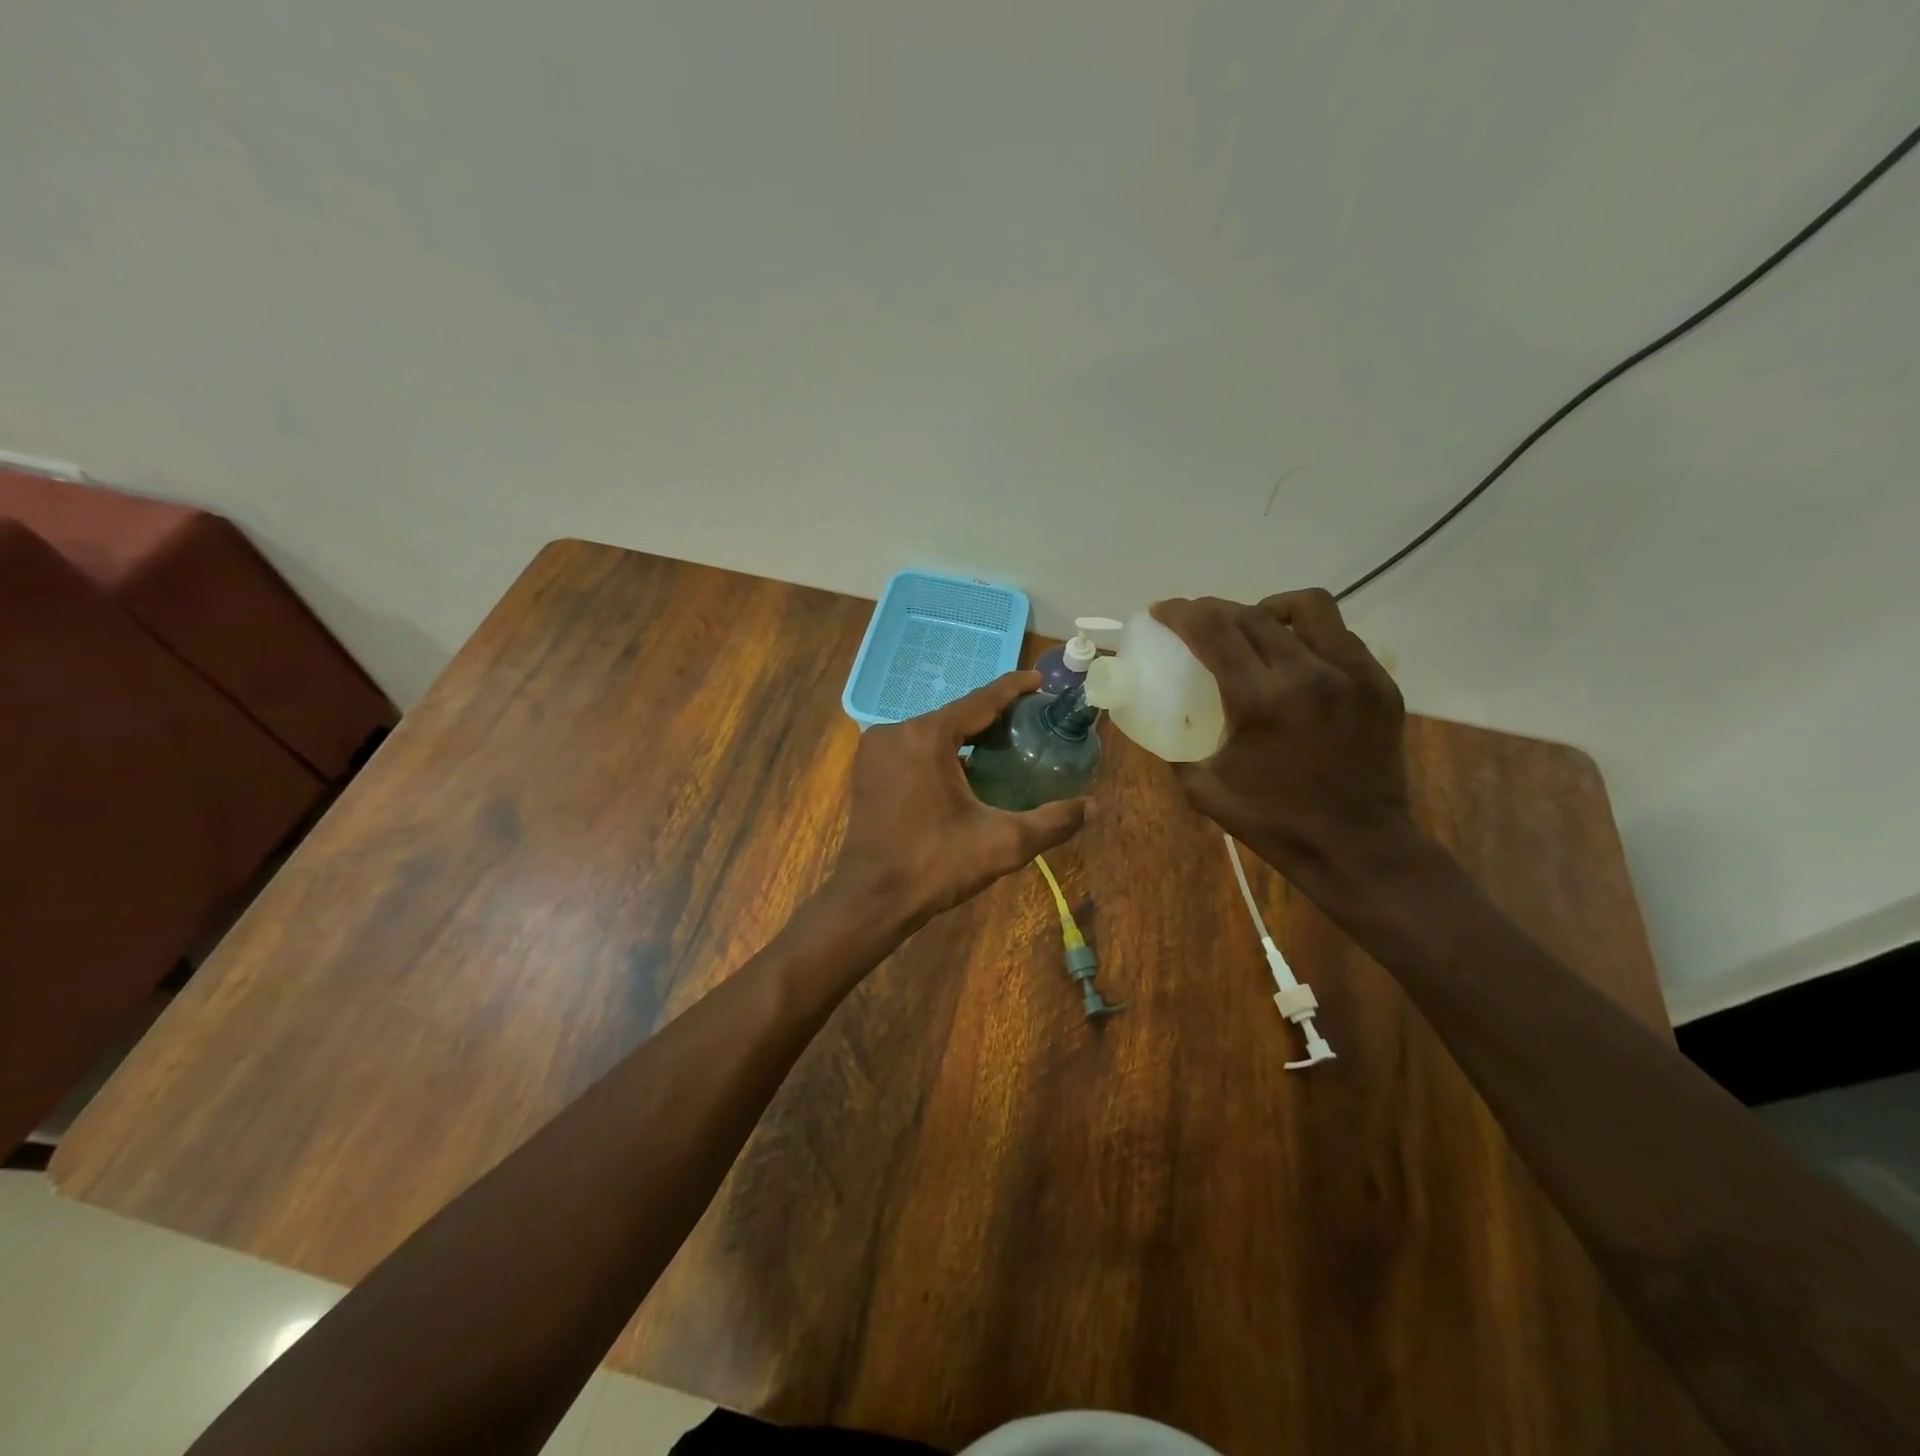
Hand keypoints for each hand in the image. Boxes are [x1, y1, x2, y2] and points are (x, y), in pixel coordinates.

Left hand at [828, 671, 1092, 929]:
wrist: (872, 899)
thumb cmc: (935, 865)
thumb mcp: (1002, 843)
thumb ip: (1052, 822)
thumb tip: (1094, 807)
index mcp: (927, 736)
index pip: (980, 701)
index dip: (1013, 688)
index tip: (1040, 680)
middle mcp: (896, 731)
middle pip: (955, 715)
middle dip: (992, 717)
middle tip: (1029, 722)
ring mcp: (876, 749)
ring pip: (932, 732)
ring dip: (965, 736)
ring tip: (1003, 744)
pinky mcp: (868, 769)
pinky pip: (912, 748)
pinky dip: (940, 752)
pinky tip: (963, 769)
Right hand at [1152, 590, 1413, 877]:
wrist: (1358, 848)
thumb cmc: (1275, 822)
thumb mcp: (1205, 789)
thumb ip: (1178, 749)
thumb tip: (1163, 724)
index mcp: (1261, 700)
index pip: (1214, 630)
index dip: (1181, 613)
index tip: (1163, 611)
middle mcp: (1308, 673)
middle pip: (1253, 614)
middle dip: (1215, 609)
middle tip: (1198, 621)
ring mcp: (1352, 674)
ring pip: (1309, 607)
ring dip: (1270, 609)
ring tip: (1256, 627)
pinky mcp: (1380, 684)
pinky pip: (1341, 636)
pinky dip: (1309, 636)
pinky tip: (1297, 660)